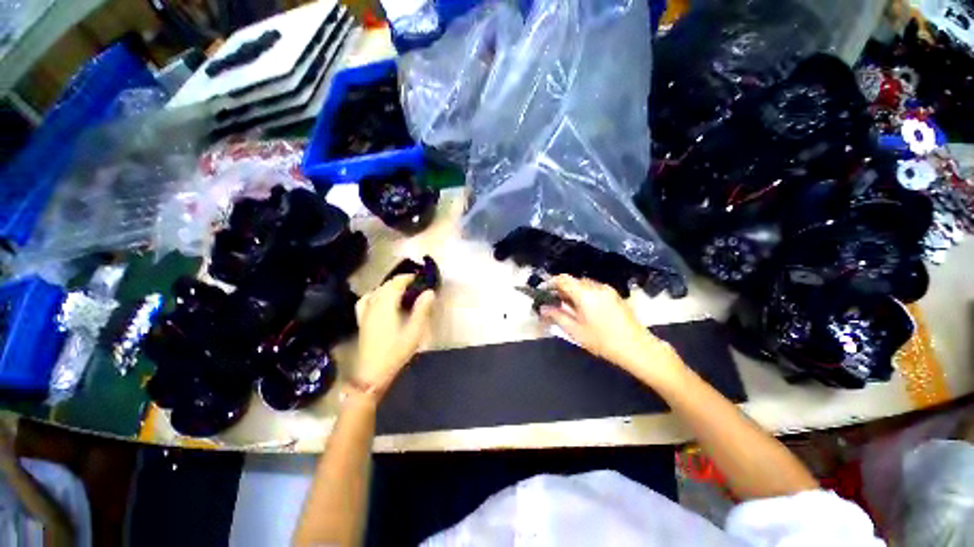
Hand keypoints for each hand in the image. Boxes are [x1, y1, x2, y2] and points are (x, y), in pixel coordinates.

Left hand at [353, 274, 435, 397]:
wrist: (371, 373)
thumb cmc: (395, 352)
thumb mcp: (414, 331)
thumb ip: (422, 310)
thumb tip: (429, 292)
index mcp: (386, 305)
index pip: (396, 283)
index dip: (408, 277)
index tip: (420, 277)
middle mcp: (374, 304)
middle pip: (386, 285)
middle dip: (400, 281)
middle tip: (416, 284)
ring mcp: (365, 312)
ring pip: (377, 291)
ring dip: (389, 287)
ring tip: (401, 291)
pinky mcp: (362, 320)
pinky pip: (367, 300)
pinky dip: (375, 294)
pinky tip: (380, 300)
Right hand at [539, 275, 682, 381]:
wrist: (637, 347)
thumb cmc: (603, 341)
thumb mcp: (575, 331)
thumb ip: (557, 316)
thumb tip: (543, 308)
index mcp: (585, 294)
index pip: (563, 279)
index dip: (551, 282)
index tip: (543, 291)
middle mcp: (596, 287)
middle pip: (574, 281)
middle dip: (562, 289)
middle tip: (554, 302)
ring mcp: (608, 290)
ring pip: (584, 285)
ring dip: (574, 292)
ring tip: (569, 307)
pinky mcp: (615, 295)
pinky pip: (594, 289)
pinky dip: (585, 295)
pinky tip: (585, 309)